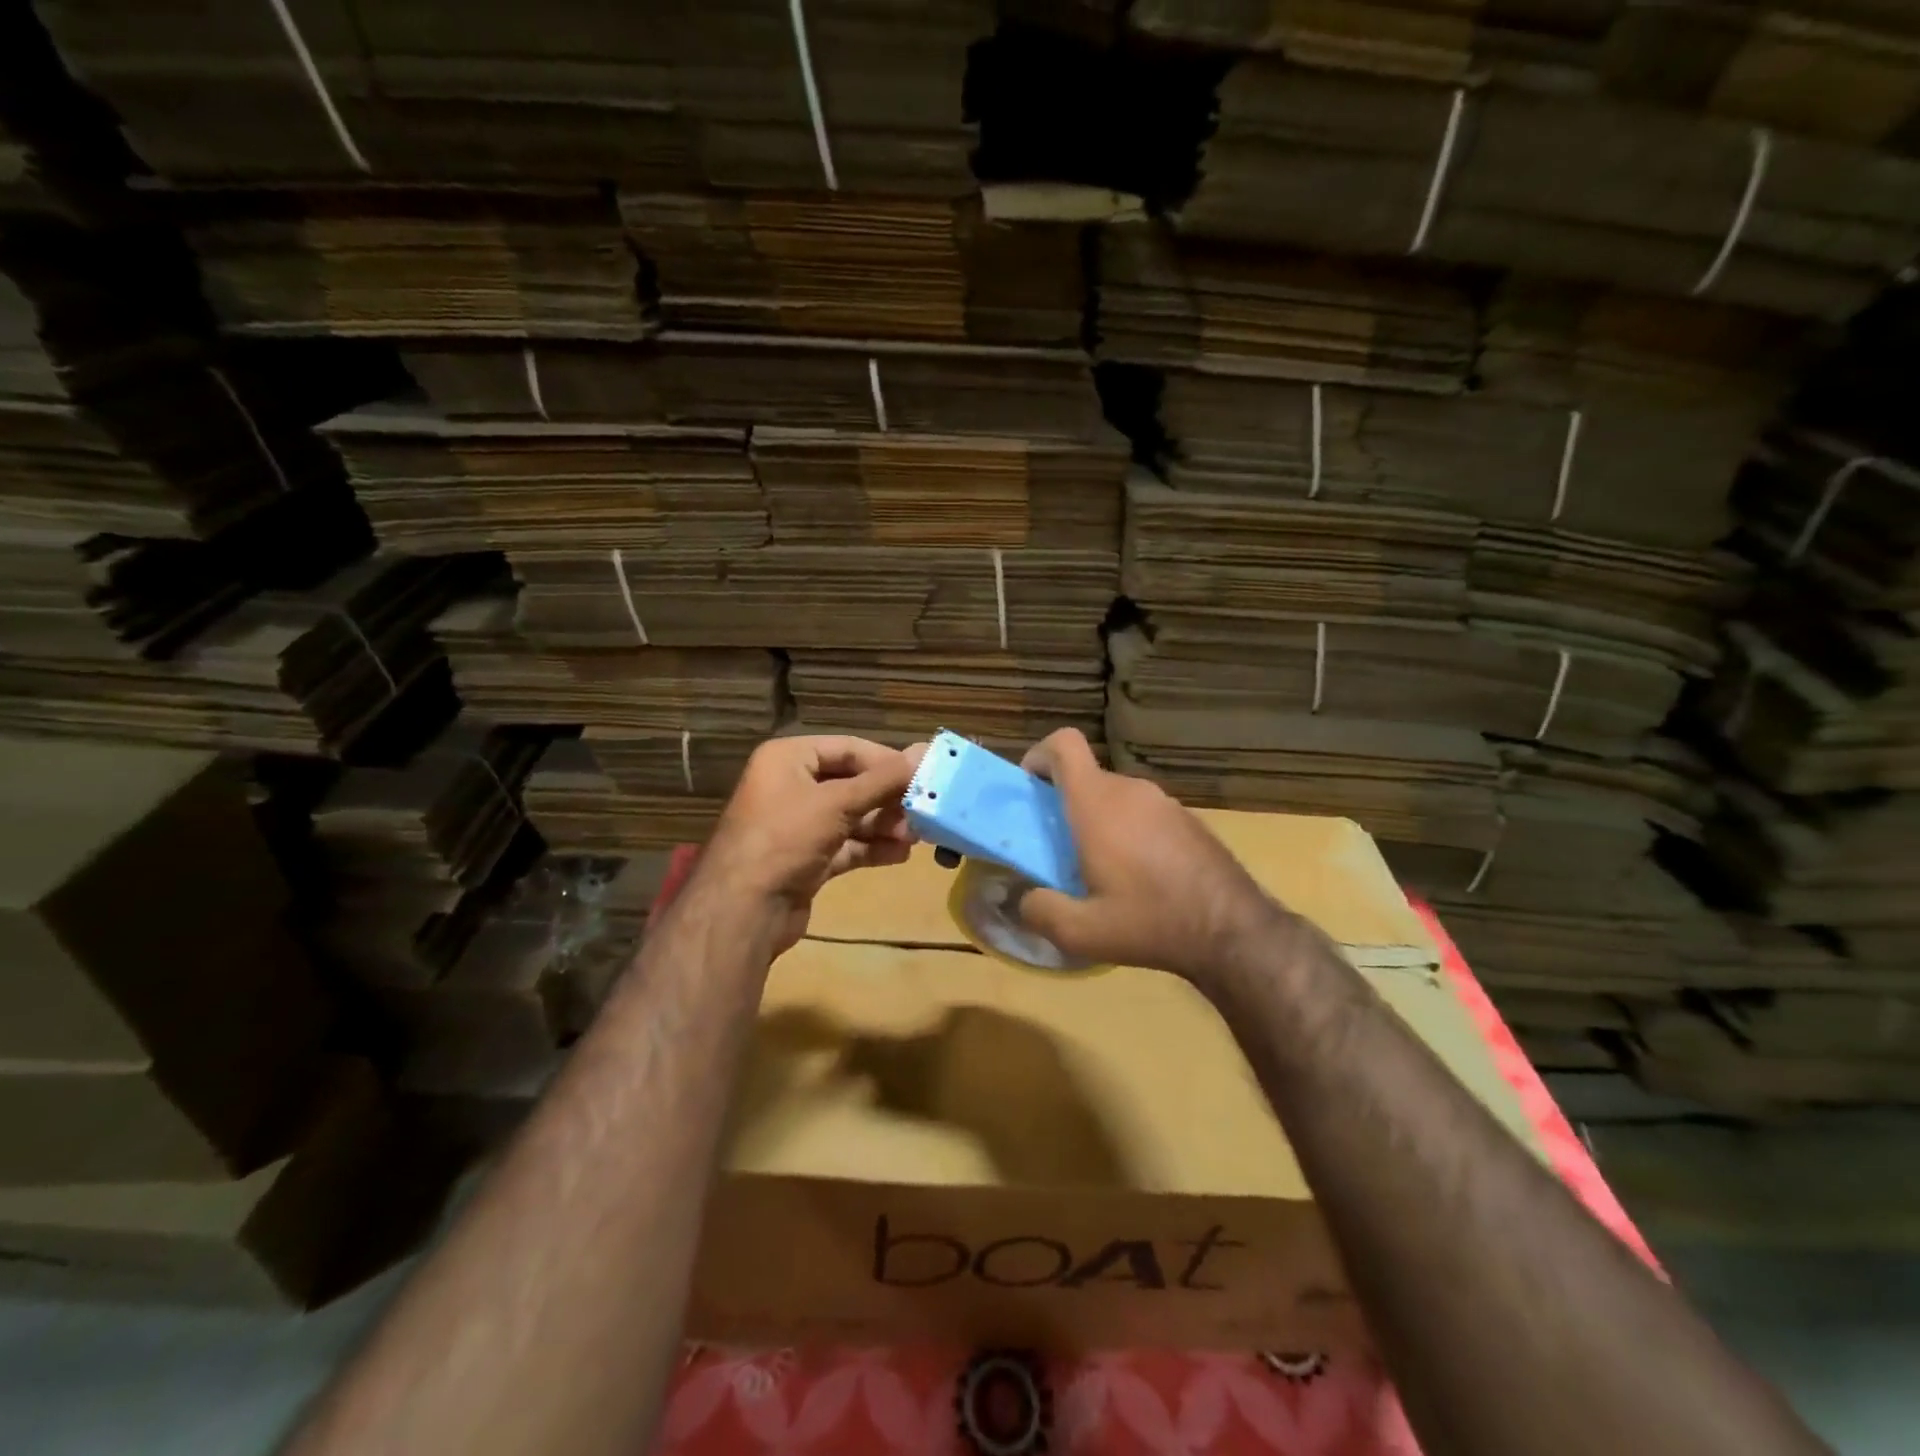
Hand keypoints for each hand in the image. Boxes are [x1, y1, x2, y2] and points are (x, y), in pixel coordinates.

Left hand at [700, 735, 916, 954]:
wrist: (743, 910)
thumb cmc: (785, 838)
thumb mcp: (837, 803)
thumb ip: (883, 780)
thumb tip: (924, 752)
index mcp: (788, 758)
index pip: (848, 748)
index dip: (886, 761)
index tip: (923, 775)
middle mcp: (790, 786)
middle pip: (851, 783)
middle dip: (887, 799)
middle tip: (923, 811)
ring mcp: (797, 825)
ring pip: (851, 817)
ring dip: (883, 825)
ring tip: (915, 837)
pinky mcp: (805, 858)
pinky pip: (845, 845)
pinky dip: (870, 848)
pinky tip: (899, 855)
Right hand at [1014, 728, 1279, 983]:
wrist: (1234, 931)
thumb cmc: (1150, 922)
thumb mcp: (1081, 932)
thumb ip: (1038, 911)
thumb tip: (1023, 899)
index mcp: (1097, 803)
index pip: (1063, 744)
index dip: (1039, 756)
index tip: (1031, 791)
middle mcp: (1131, 790)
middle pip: (1085, 778)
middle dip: (1065, 806)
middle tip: (1060, 851)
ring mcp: (1164, 802)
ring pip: (1114, 797)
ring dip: (1098, 822)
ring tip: (1101, 871)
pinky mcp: (1187, 819)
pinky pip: (1143, 813)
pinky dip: (1129, 832)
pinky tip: (1141, 878)